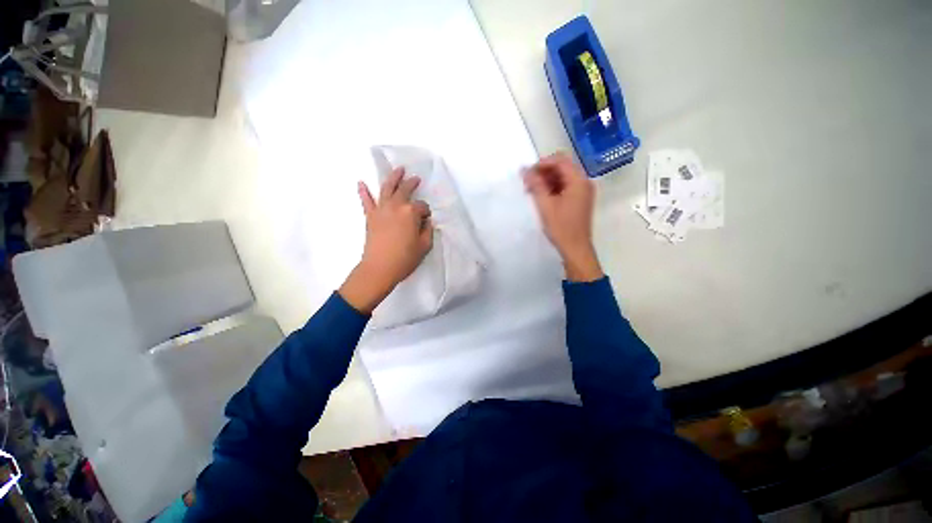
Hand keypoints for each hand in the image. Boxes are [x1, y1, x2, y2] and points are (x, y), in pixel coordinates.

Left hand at [339, 168, 433, 312]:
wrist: (380, 268)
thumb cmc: (405, 258)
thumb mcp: (425, 246)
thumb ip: (428, 230)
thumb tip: (425, 222)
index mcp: (411, 212)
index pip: (422, 207)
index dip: (426, 213)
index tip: (426, 220)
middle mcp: (396, 206)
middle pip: (405, 190)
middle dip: (411, 183)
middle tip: (415, 179)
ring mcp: (381, 209)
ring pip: (387, 188)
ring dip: (393, 178)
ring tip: (398, 170)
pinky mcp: (370, 216)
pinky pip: (366, 201)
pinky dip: (363, 191)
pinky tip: (361, 182)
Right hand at [524, 152, 603, 281]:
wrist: (575, 249)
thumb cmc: (561, 227)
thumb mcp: (545, 205)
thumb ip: (536, 185)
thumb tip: (524, 169)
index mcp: (578, 181)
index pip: (560, 160)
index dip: (542, 163)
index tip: (527, 173)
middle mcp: (584, 182)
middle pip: (562, 167)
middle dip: (543, 172)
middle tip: (527, 183)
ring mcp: (583, 191)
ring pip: (562, 177)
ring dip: (546, 181)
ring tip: (531, 191)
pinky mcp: (579, 200)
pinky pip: (565, 187)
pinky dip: (552, 189)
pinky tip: (541, 197)